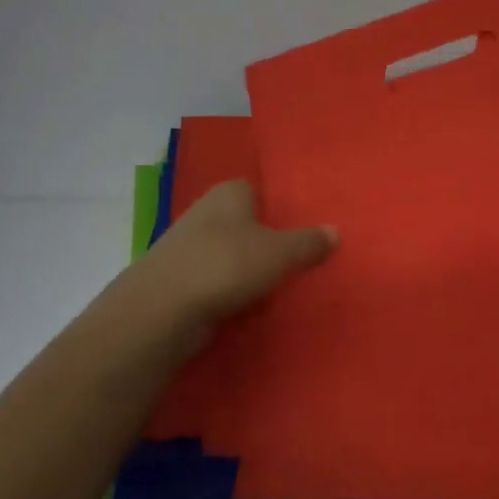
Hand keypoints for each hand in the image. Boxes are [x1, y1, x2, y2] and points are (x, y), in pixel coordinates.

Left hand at [114, 180, 335, 347]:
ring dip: (250, 270)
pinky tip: (252, 306)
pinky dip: (232, 292)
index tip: (308, 226)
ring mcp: (189, 246)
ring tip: (283, 286)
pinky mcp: (180, 280)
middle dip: (269, 240)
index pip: (262, 189)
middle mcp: (207, 211)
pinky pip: (217, 281)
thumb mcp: (280, 252)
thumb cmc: (226, 264)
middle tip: (303, 258)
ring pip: (232, 254)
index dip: (284, 207)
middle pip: (248, 223)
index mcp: (230, 192)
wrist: (162, 309)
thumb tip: (335, 230)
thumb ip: (309, 242)